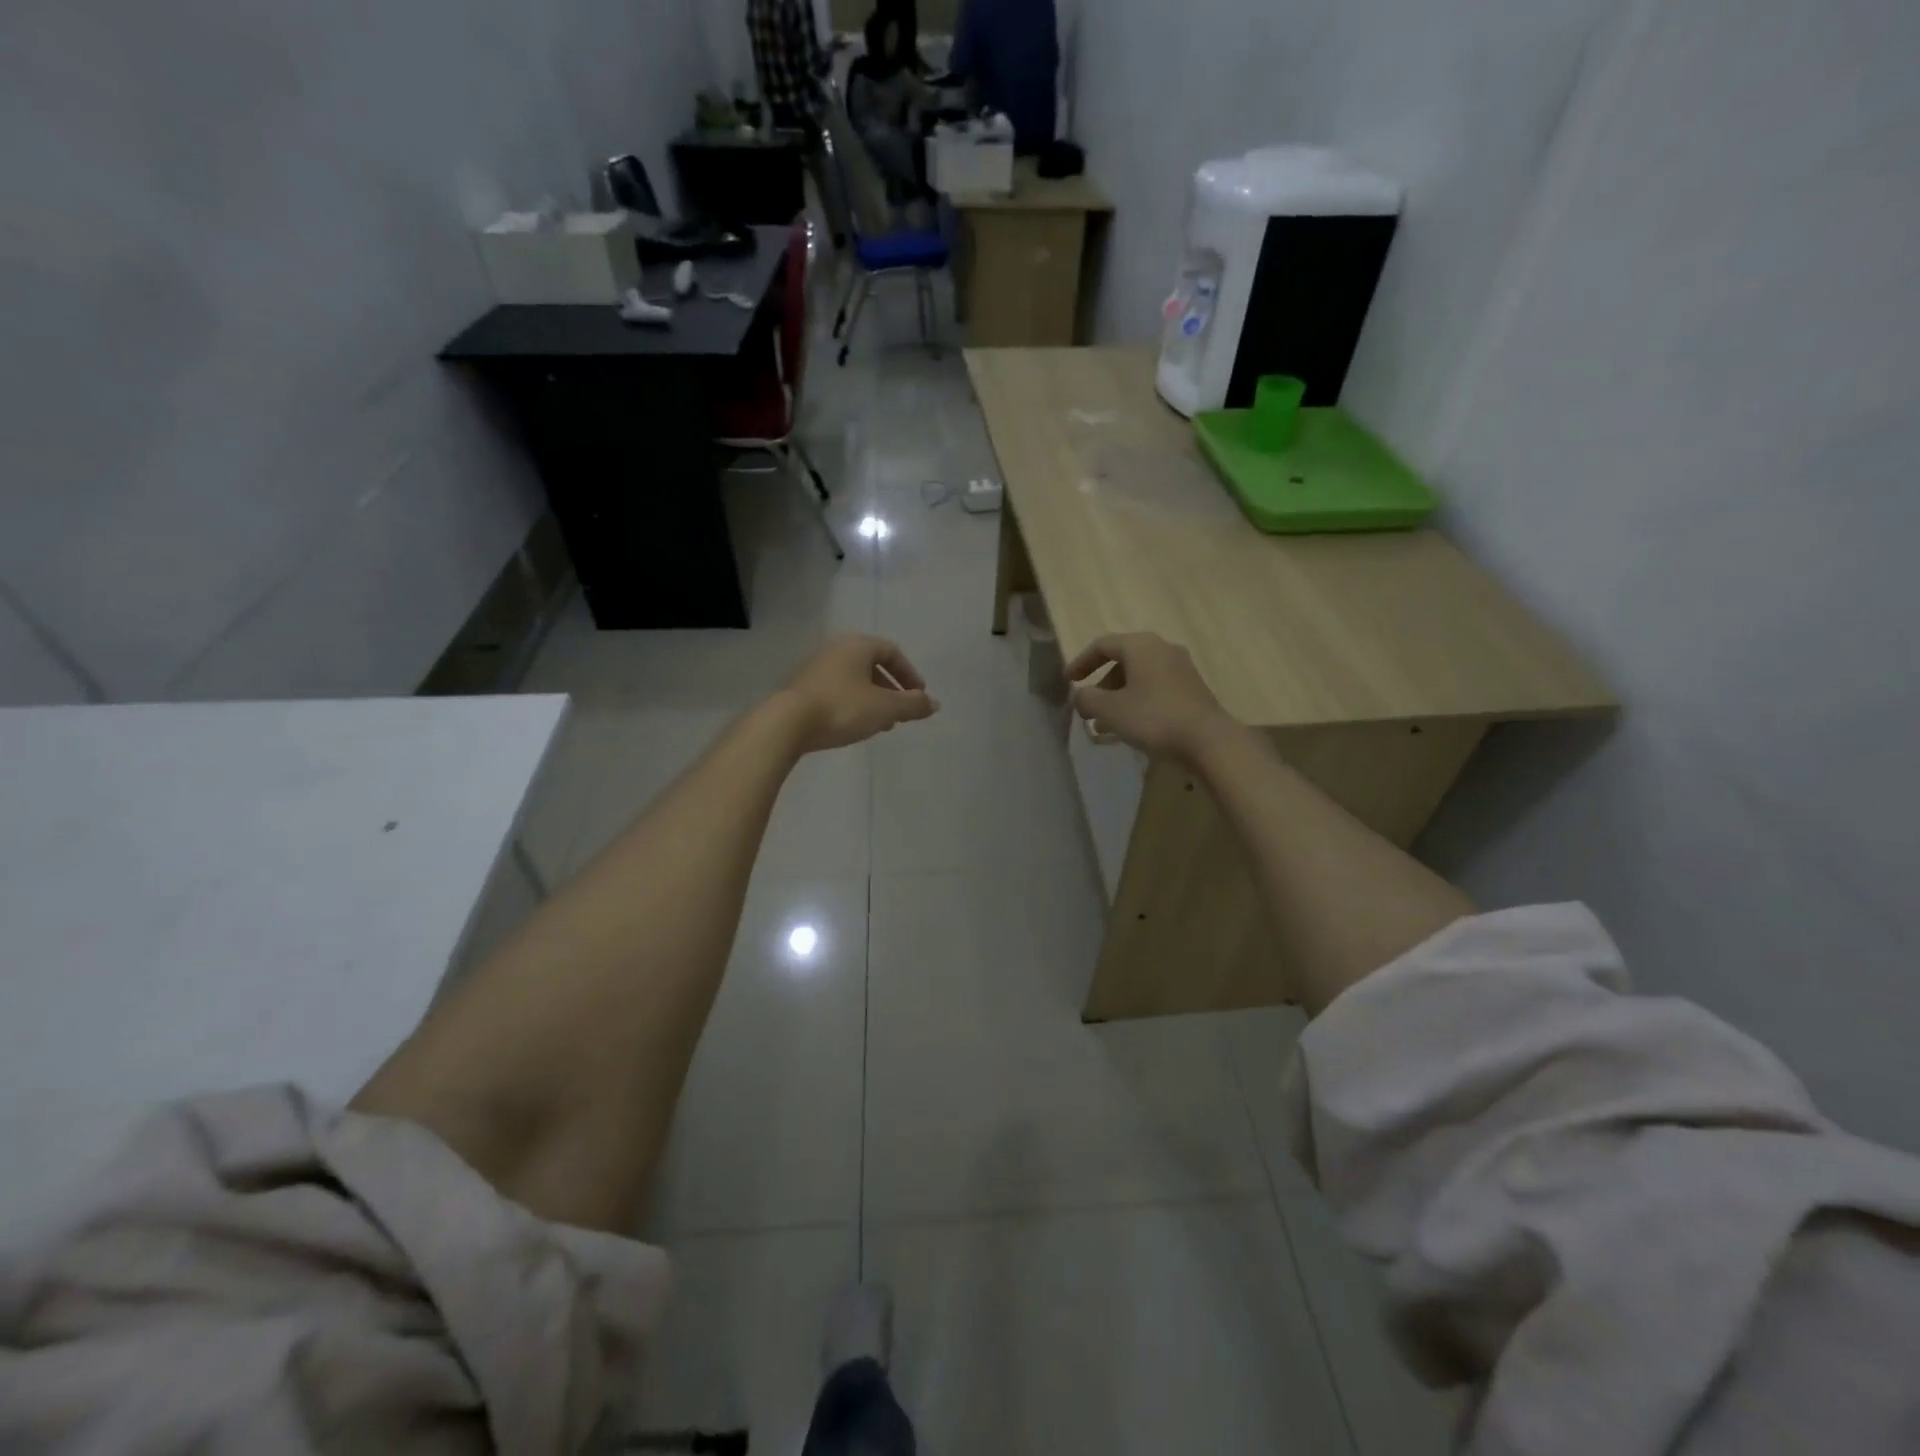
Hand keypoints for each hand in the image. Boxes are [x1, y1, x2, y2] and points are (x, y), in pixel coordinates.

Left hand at [780, 635, 937, 752]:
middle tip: (902, 713)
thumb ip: (913, 705)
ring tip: (882, 724)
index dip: (909, 673)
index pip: (892, 652)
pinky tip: (855, 726)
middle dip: (891, 690)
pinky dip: (853, 705)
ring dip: (873, 700)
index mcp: (858, 646)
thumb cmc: (843, 708)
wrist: (787, 724)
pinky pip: (837, 691)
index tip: (919, 696)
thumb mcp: (885, 708)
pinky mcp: (803, 689)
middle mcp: (836, 650)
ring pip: (855, 680)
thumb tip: (934, 704)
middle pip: (872, 665)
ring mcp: (816, 669)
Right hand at [1066, 633, 1234, 763]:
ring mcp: (1181, 668)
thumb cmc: (1153, 718)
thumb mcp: (1110, 709)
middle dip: (1101, 685)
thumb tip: (1080, 695)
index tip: (1068, 681)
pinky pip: (1155, 688)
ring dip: (1118, 697)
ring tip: (1105, 725)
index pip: (1102, 645)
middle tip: (1088, 708)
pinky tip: (1131, 727)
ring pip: (1139, 677)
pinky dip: (1137, 702)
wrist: (1208, 740)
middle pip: (1122, 661)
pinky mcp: (1192, 688)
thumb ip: (1086, 698)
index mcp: (1141, 645)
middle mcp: (1162, 649)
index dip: (1081, 662)